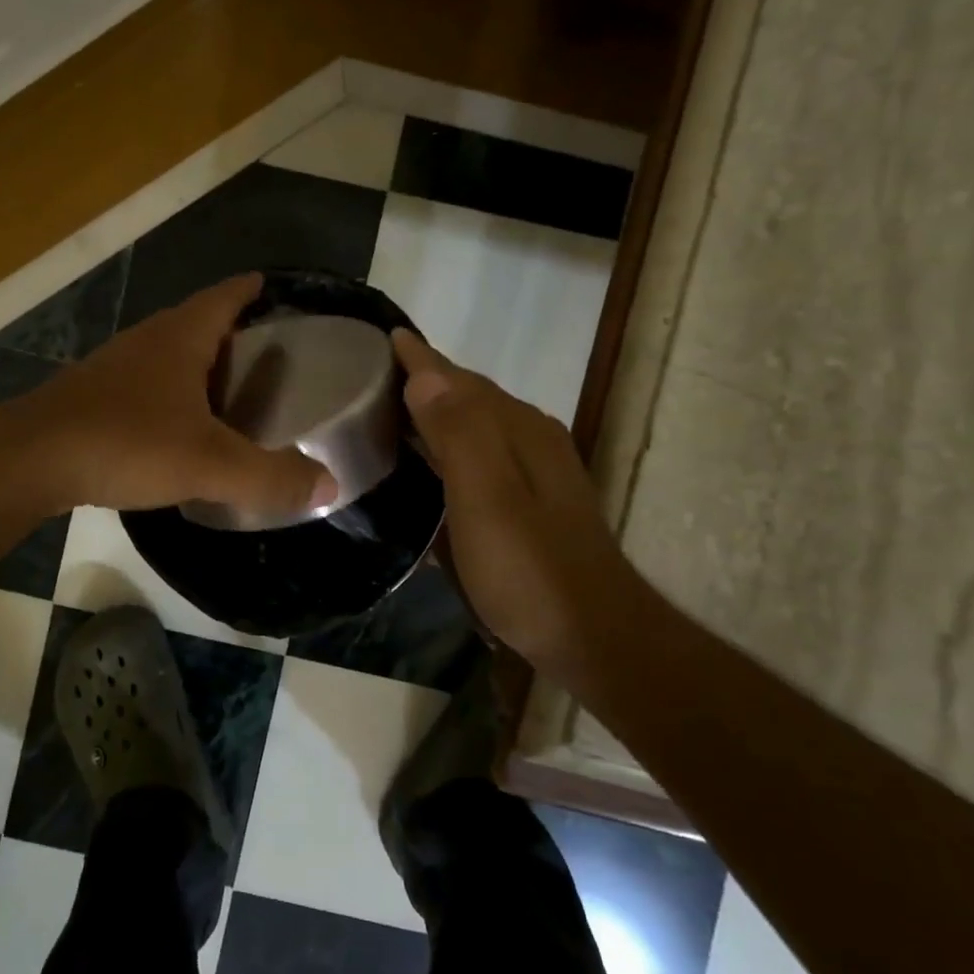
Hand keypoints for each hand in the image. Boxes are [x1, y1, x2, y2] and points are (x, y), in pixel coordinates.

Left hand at [2, 273, 337, 516]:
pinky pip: (147, 384)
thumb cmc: (125, 442)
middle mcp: (149, 340)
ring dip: (202, 365)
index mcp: (181, 337)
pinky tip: (181, 426)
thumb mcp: (209, 463)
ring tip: (234, 393)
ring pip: (171, 355)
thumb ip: (270, 475)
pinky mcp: (95, 396)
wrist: (29, 460)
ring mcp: (117, 367)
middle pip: (200, 322)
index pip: (227, 296)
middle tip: (272, 358)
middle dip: (235, 332)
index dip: (253, 290)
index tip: (276, 289)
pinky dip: (174, 394)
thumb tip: (330, 484)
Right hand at [392, 330, 626, 669]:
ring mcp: (538, 471)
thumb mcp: (487, 499)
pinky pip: (485, 452)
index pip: (458, 381)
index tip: (388, 336)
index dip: (422, 359)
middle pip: (471, 396)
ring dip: (440, 410)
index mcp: (518, 430)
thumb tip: (425, 375)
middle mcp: (532, 439)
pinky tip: (437, 462)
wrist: (594, 637)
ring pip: (479, 424)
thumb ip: (459, 434)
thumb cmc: (530, 571)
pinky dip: (454, 443)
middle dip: (429, 379)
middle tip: (379, 374)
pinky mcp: (535, 501)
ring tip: (397, 410)